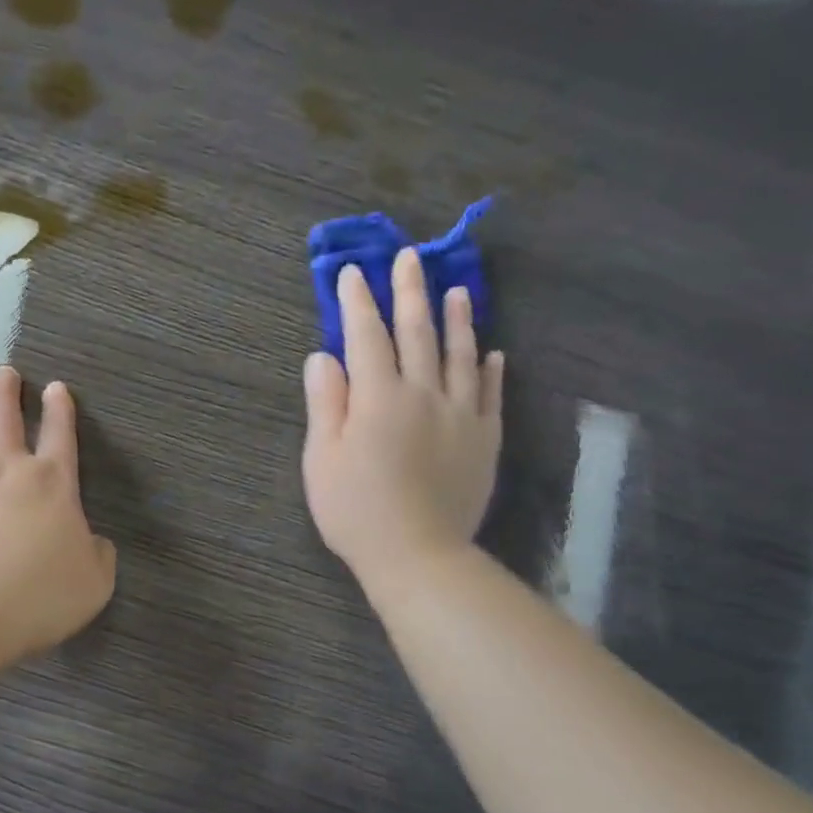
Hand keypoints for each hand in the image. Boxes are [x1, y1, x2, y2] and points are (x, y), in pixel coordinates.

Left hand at [0, 368, 116, 662]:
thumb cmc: (39, 598)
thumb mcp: (94, 582)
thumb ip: (99, 555)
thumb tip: (96, 542)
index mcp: (50, 482)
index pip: (59, 433)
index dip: (60, 408)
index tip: (56, 388)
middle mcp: (1, 468)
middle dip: (2, 388)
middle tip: (2, 373)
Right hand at [302, 250, 504, 586]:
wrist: (417, 554)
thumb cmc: (356, 509)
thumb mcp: (321, 458)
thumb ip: (325, 402)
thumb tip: (323, 356)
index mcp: (378, 397)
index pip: (366, 336)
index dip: (357, 302)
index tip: (352, 272)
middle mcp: (424, 393)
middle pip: (417, 333)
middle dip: (410, 292)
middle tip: (409, 258)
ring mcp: (461, 415)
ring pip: (460, 355)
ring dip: (457, 319)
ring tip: (457, 290)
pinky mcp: (485, 439)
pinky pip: (489, 394)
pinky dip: (489, 370)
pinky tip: (491, 353)